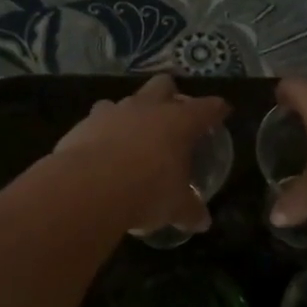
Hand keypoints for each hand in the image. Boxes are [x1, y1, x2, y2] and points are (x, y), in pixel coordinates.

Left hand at [55, 74, 229, 233]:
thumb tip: (202, 222)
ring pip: (127, 99)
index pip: (207, 108)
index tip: (221, 111)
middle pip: (164, 85)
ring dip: (132, 113)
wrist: (89, 187)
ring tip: (133, 136)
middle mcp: (148, 108)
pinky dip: (103, 131)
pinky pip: (98, 120)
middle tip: (172, 115)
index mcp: (179, 122)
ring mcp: (114, 111)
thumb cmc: (147, 191)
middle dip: (170, 95)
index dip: (216, 109)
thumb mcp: (176, 207)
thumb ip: (190, 210)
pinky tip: (102, 150)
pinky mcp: (85, 123)